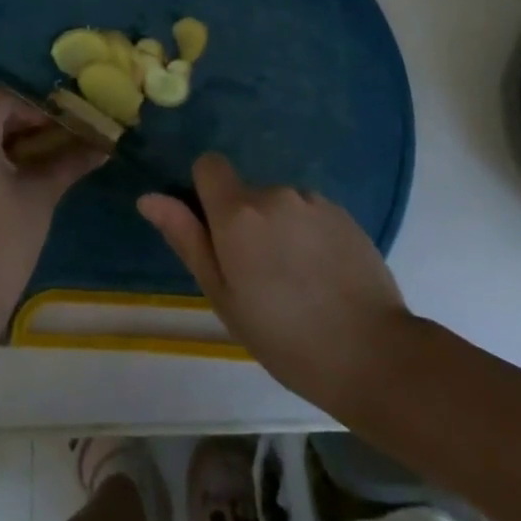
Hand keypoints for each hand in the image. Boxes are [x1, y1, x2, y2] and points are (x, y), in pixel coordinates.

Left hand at [0, 91, 103, 333]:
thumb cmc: (1, 242)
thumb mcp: (40, 196)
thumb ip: (69, 162)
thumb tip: (102, 146)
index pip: (4, 99)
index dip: (38, 107)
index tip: (66, 125)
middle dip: (28, 124)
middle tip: (63, 141)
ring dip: (12, 143)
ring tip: (48, 161)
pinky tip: (21, 180)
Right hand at [138, 154, 411, 413]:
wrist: (372, 355)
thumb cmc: (284, 337)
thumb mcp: (223, 297)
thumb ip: (187, 239)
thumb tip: (149, 198)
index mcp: (238, 213)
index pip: (208, 165)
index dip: (206, 192)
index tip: (217, 234)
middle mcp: (274, 194)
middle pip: (245, 193)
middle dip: (245, 223)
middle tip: (260, 278)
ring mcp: (313, 201)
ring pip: (280, 205)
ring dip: (279, 229)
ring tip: (297, 282)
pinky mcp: (344, 213)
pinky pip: (310, 213)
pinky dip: (309, 235)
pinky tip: (324, 277)